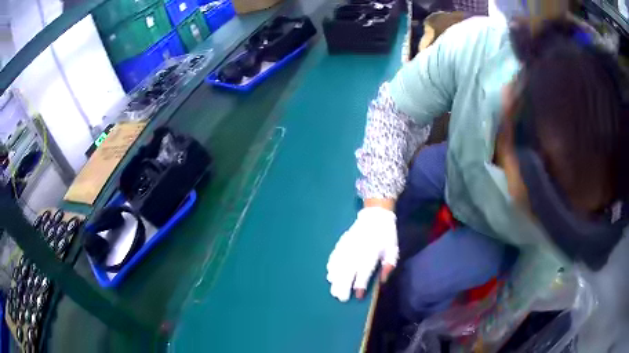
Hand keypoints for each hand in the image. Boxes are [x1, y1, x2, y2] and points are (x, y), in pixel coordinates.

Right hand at [326, 207, 397, 301]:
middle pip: (348, 270)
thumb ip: (388, 266)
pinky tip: (329, 275)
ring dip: (335, 279)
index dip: (361, 284)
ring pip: (338, 265)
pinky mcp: (342, 243)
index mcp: (372, 252)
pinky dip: (331, 266)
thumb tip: (382, 281)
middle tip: (341, 298)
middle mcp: (357, 250)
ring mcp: (348, 246)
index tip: (358, 295)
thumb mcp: (393, 250)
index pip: (364, 271)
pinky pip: (334, 256)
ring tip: (333, 290)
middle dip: (343, 285)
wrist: (375, 216)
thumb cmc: (386, 236)